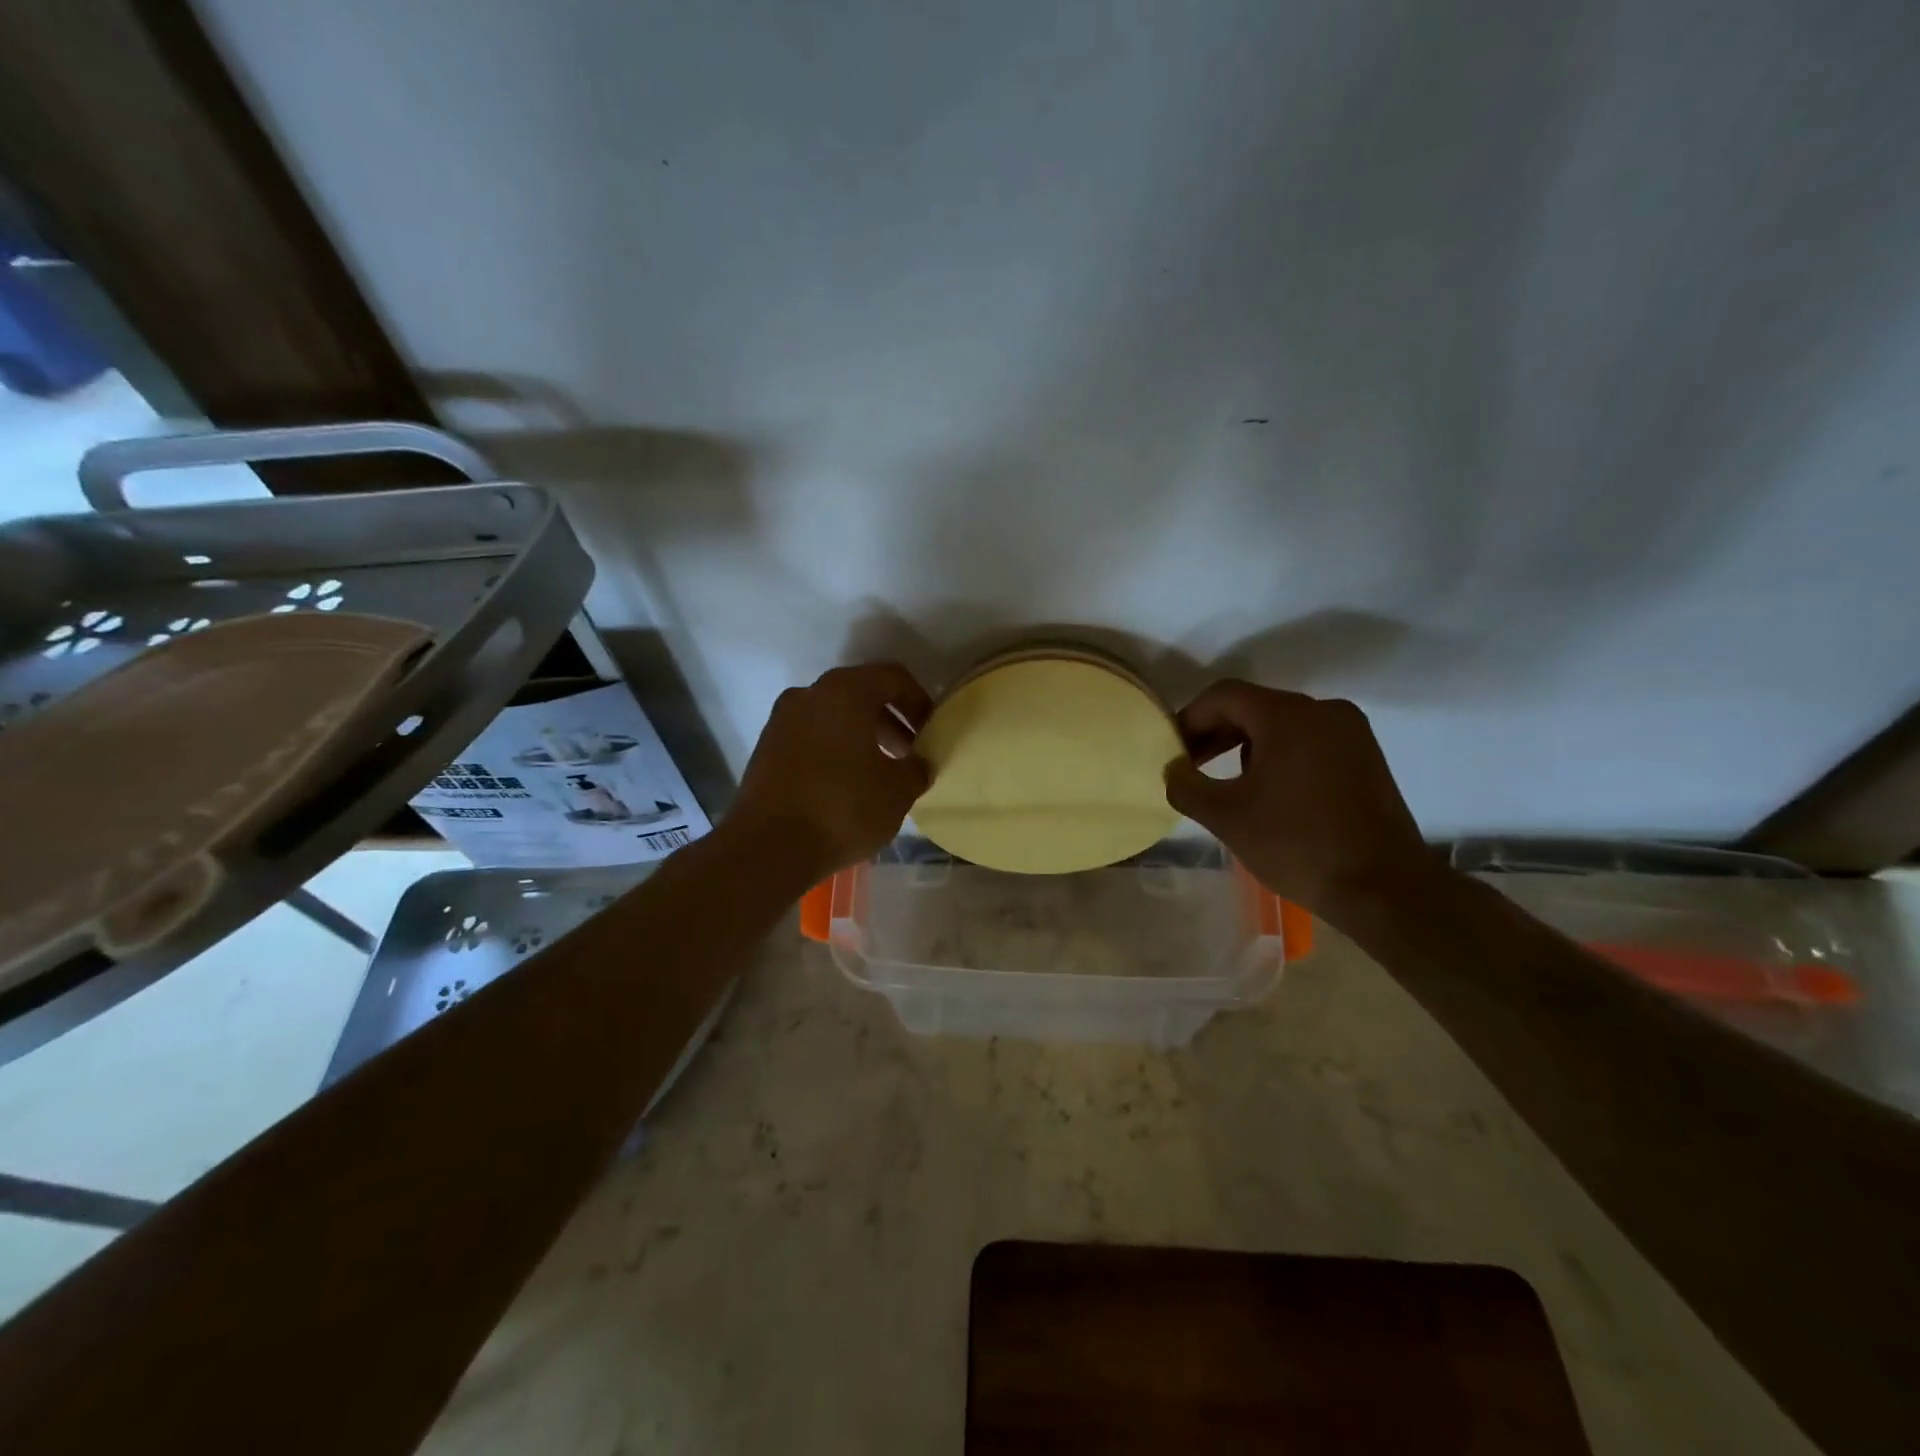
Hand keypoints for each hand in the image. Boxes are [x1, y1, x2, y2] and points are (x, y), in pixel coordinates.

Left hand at [728, 662, 932, 883]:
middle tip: (910, 754)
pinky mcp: (766, 749)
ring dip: (862, 736)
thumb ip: (917, 768)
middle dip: (890, 721)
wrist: (768, 848)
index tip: (931, 732)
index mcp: (845, 691)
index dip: (919, 702)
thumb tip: (918, 763)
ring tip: (882, 773)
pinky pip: (812, 737)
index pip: (893, 677)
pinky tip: (848, 785)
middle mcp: (809, 694)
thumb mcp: (898, 791)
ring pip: (834, 716)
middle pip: (861, 694)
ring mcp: (782, 720)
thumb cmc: (842, 809)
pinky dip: (835, 749)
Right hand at [1164, 680, 1433, 921]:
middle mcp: (1323, 711)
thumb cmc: (1298, 845)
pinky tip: (1268, 792)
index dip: (1189, 718)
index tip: (1172, 752)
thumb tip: (1174, 770)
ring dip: (1245, 746)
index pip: (1224, 695)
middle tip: (1190, 767)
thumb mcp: (1226, 817)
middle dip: (1216, 733)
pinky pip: (1309, 741)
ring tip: (1226, 784)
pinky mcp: (1366, 757)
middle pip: (1254, 706)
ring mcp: (1351, 733)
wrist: (1384, 888)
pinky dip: (1278, 755)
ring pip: (1282, 724)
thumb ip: (1186, 786)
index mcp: (1288, 716)